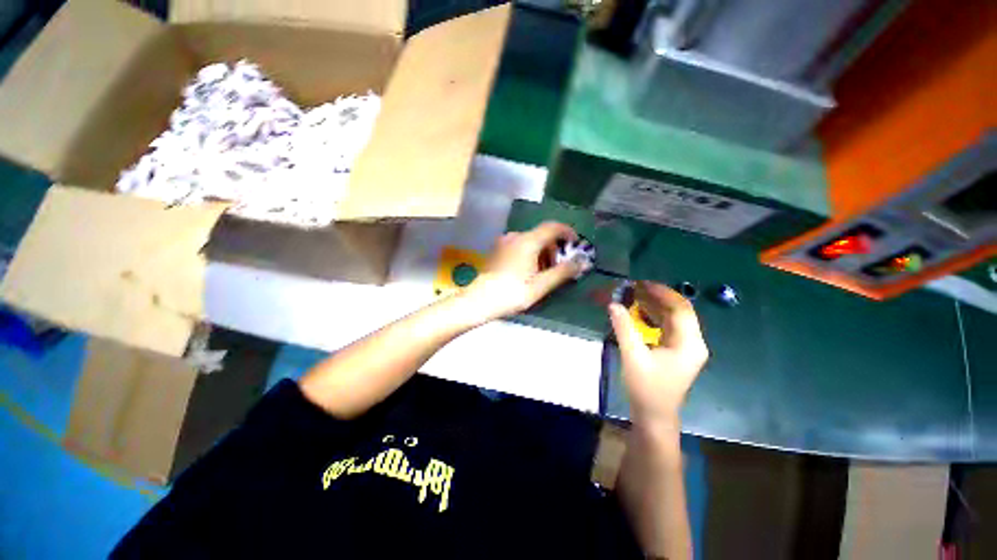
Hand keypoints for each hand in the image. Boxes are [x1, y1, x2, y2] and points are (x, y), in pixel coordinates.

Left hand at [459, 222, 582, 322]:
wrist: (479, 301)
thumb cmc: (512, 293)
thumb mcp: (541, 285)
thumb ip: (563, 272)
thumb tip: (581, 262)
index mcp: (528, 241)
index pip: (553, 227)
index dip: (567, 232)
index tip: (575, 244)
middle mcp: (516, 236)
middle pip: (542, 235)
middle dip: (554, 248)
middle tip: (560, 267)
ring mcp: (504, 243)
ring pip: (530, 241)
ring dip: (542, 253)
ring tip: (545, 273)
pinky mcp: (498, 251)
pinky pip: (520, 246)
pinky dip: (530, 254)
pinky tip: (529, 271)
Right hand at [609, 281, 708, 427]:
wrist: (654, 417)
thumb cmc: (646, 389)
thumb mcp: (633, 357)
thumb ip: (624, 328)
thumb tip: (613, 304)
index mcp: (690, 344)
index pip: (681, 309)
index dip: (662, 293)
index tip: (641, 283)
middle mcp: (693, 343)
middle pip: (679, 311)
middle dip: (657, 297)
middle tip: (634, 288)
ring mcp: (686, 348)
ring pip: (673, 318)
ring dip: (655, 306)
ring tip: (634, 295)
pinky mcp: (677, 352)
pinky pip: (668, 327)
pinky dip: (654, 317)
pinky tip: (639, 312)